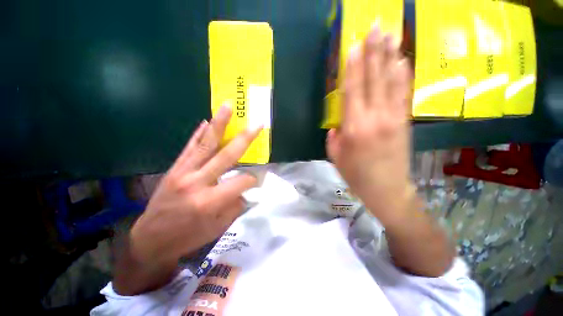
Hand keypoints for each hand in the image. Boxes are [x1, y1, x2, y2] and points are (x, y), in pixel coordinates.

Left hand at [130, 106, 260, 271]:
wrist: (150, 240)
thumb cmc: (188, 237)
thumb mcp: (218, 227)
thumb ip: (236, 205)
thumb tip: (245, 189)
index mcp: (210, 201)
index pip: (241, 181)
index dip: (253, 180)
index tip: (256, 181)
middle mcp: (198, 182)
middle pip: (227, 155)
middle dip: (245, 139)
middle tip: (257, 124)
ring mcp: (184, 172)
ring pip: (206, 144)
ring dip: (219, 124)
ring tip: (228, 106)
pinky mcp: (175, 168)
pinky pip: (190, 147)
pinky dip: (199, 133)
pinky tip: (207, 121)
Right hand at [326, 26, 413, 225]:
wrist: (387, 190)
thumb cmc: (356, 175)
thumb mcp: (335, 157)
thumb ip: (334, 137)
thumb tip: (337, 124)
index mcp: (354, 128)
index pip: (353, 90)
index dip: (354, 66)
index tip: (355, 44)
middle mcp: (374, 118)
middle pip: (374, 79)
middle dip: (374, 51)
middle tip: (375, 26)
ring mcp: (393, 118)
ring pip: (392, 81)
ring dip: (390, 56)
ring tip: (390, 34)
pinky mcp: (404, 121)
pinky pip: (404, 93)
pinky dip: (403, 75)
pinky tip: (402, 60)